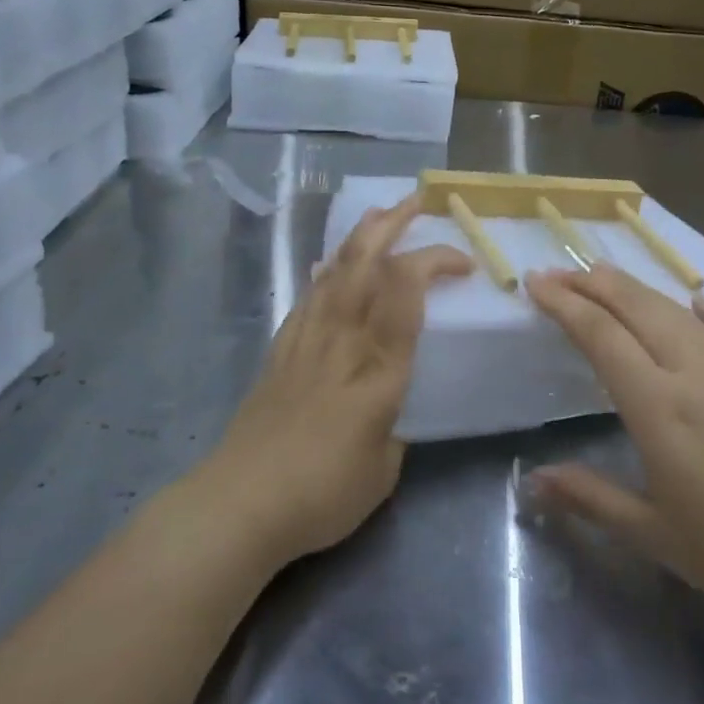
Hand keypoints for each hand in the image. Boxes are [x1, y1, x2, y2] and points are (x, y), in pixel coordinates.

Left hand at [204, 194, 469, 565]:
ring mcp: (306, 340)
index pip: (406, 293)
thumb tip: (389, 411)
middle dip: (394, 225)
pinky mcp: (280, 350)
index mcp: (378, 368)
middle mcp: (342, 340)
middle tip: (418, 201)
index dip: (435, 263)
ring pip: (334, 271)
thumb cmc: (322, 493)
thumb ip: (394, 429)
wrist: (239, 503)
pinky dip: (325, 272)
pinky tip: (327, 264)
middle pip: (366, 265)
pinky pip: (307, 297)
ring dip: (360, 236)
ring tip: (379, 215)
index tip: (464, 263)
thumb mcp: (383, 470)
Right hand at [524, 265, 703, 624]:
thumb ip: (590, 497)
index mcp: (658, 408)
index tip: (535, 284)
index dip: (564, 305)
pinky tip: (695, 301)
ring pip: (677, 313)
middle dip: (593, 284)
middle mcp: (693, 375)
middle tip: (558, 273)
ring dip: (637, 289)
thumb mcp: (652, 533)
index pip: (601, 337)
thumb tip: (534, 481)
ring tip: (605, 275)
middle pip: (637, 309)